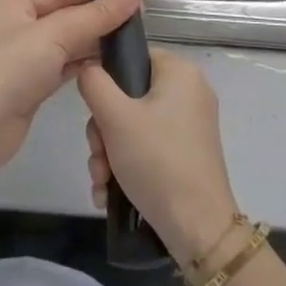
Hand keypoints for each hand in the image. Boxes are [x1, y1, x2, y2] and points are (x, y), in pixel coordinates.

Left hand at [0, 0, 141, 200]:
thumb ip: (96, 15)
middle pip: (64, 15)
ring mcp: (23, 57)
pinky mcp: (31, 84)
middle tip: (138, 20)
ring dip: (93, 42)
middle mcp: (16, 26)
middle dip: (97, 17)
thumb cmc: (13, 68)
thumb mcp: (55, 34)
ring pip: (65, 42)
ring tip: (131, 41)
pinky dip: (83, 64)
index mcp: (14, 4)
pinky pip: (63, 65)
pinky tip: (109, 66)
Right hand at [78, 48, 240, 265]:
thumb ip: (94, 83)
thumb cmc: (157, 161)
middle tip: (98, 156)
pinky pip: (147, 147)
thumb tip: (88, 69)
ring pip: (132, 125)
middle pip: (128, 96)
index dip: (106, 79)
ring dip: (109, 154)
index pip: (132, 56)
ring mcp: (189, 125)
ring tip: (102, 182)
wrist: (197, 228)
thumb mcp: (114, 117)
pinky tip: (110, 193)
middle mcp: (189, 92)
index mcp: (180, 72)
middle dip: (103, 131)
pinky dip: (126, 166)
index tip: (92, 110)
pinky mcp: (186, 153)